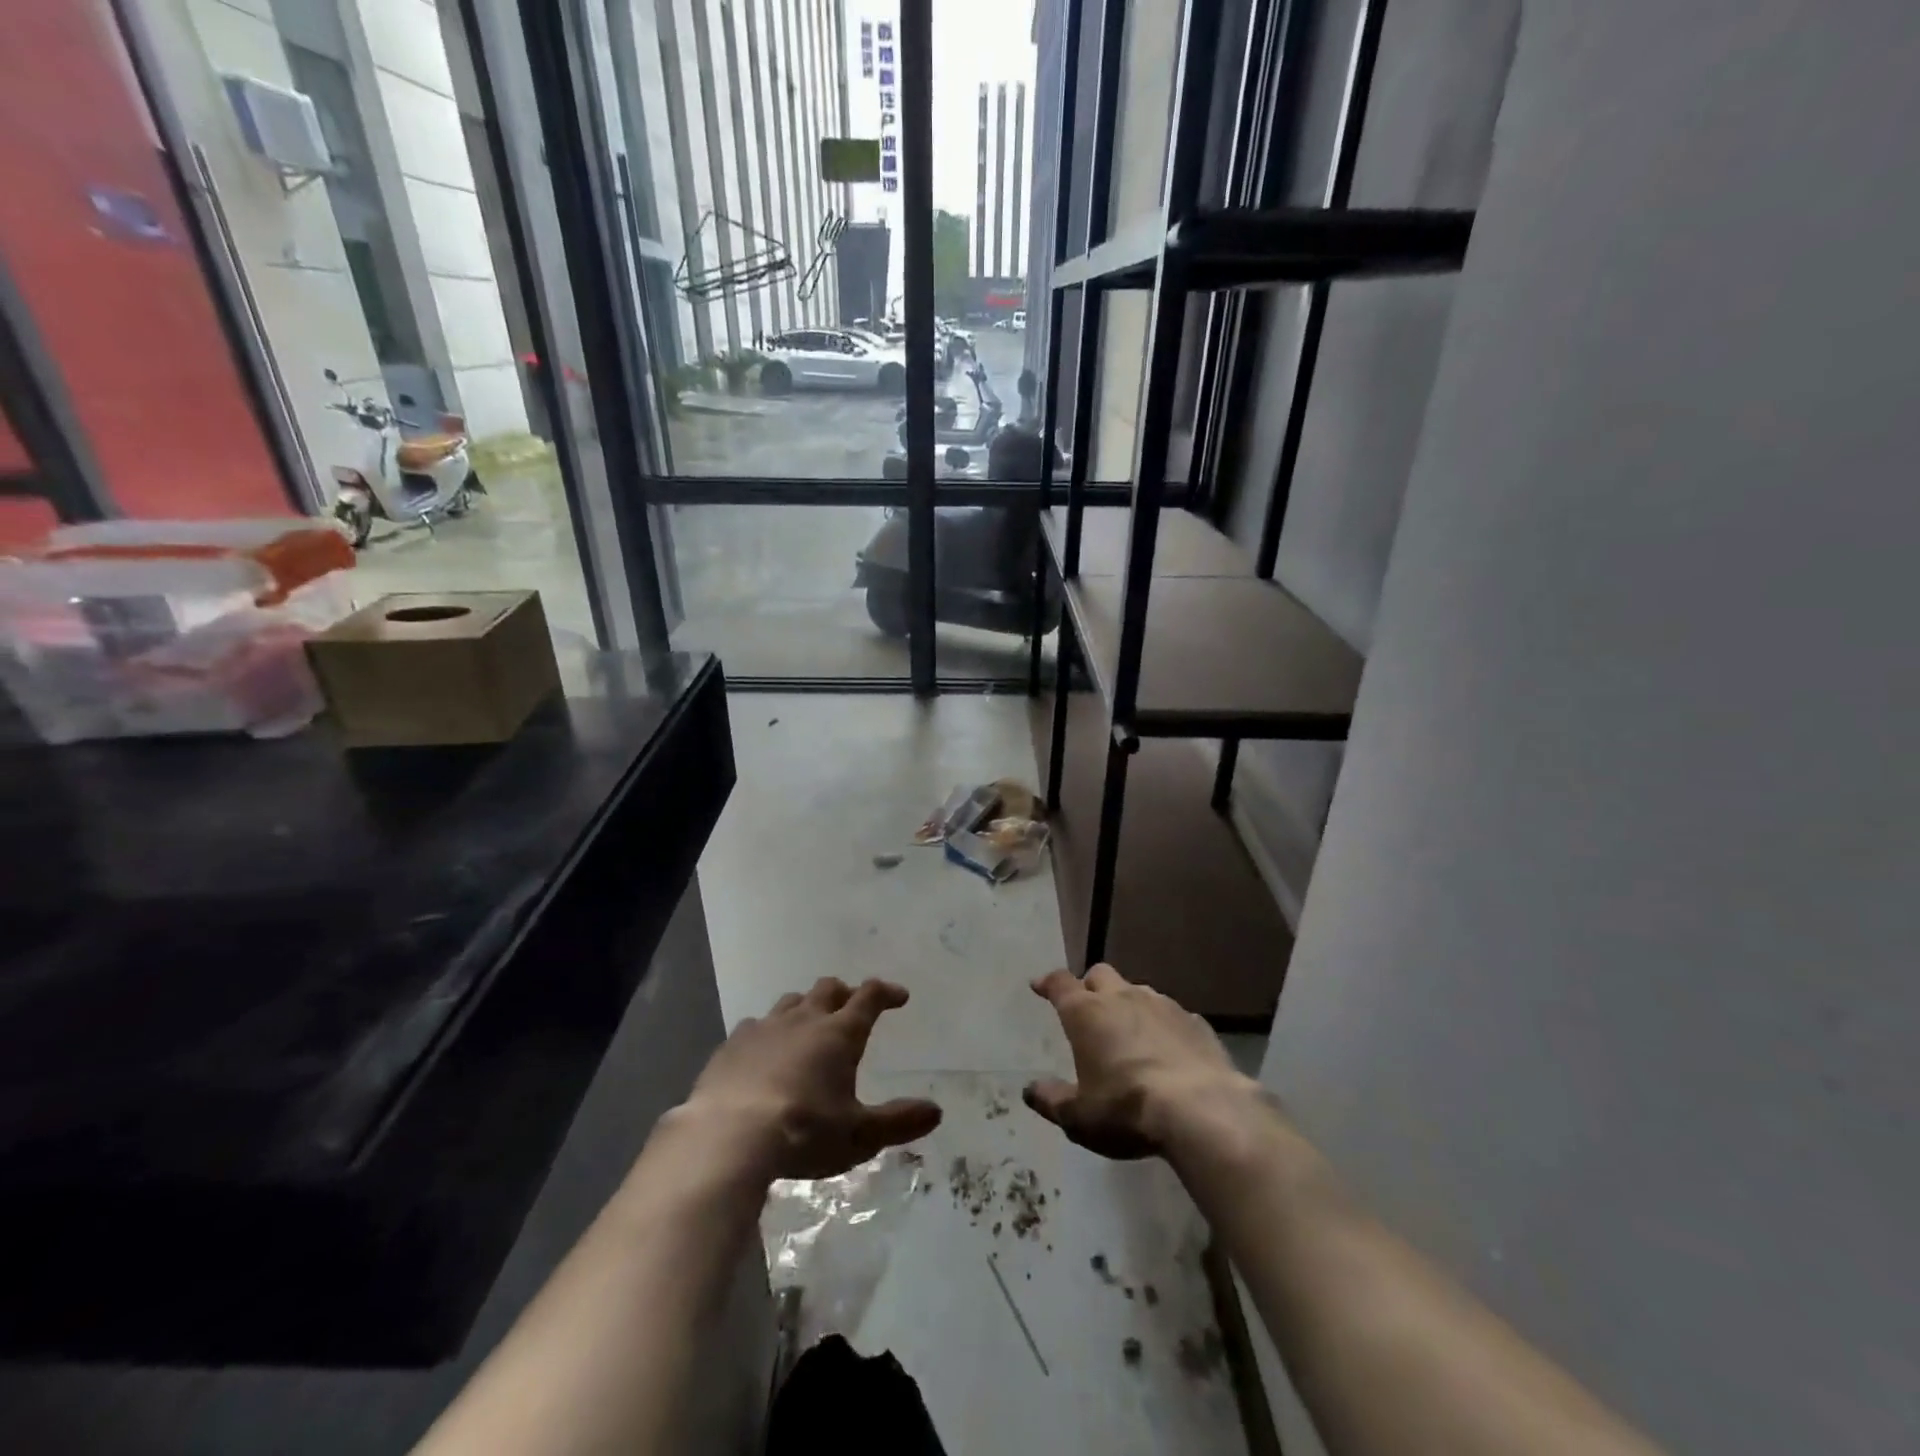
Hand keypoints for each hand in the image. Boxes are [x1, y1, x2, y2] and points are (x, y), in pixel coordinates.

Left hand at [684, 977, 941, 1180]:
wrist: (727, 1136)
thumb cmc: (804, 1132)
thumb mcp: (860, 1135)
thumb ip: (899, 1121)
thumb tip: (936, 1111)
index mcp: (839, 1034)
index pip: (869, 997)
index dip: (886, 992)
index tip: (899, 996)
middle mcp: (804, 1020)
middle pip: (828, 989)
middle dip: (845, 993)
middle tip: (852, 1005)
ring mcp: (764, 1028)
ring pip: (791, 1002)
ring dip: (806, 1007)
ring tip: (809, 1024)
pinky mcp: (731, 1045)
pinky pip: (755, 1025)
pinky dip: (768, 1032)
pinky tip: (763, 1051)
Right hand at [1024, 964, 1251, 1159]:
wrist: (1202, 1110)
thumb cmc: (1127, 1109)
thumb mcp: (1079, 1117)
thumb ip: (1052, 1100)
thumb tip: (1030, 1090)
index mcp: (1087, 1013)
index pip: (1060, 984)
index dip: (1048, 983)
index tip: (1039, 985)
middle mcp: (1122, 997)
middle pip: (1100, 975)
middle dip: (1090, 986)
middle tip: (1087, 1007)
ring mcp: (1163, 1005)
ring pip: (1137, 990)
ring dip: (1128, 1004)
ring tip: (1128, 1030)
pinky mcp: (1195, 1022)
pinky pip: (1171, 1014)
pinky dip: (1162, 1025)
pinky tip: (1167, 1048)